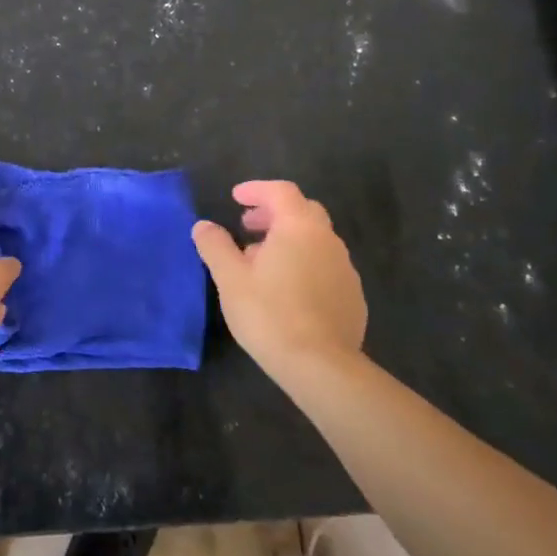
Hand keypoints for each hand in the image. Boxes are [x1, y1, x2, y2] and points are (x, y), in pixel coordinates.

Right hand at [192, 180, 366, 385]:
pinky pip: (325, 266)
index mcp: (299, 228)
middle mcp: (328, 241)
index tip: (236, 198)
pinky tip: (286, 290)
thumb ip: (215, 246)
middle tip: (248, 226)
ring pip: (316, 240)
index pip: (281, 192)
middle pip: (303, 211)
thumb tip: (203, 226)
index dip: (257, 190)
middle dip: (274, 213)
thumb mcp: (230, 278)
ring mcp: (345, 269)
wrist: (320, 366)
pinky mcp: (353, 297)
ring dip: (289, 240)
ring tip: (262, 262)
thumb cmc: (269, 313)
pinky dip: (304, 263)